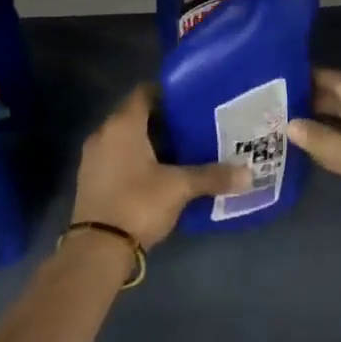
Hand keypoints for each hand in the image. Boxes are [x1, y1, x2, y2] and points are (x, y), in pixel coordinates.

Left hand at [70, 84, 250, 249]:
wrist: (97, 249)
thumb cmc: (138, 203)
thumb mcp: (180, 188)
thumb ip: (213, 176)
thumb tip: (248, 174)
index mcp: (122, 125)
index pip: (144, 93)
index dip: (167, 93)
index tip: (192, 100)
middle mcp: (103, 134)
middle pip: (135, 116)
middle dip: (164, 121)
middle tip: (195, 127)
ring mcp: (94, 158)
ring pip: (127, 140)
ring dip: (151, 143)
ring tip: (183, 151)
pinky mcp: (92, 181)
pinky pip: (119, 159)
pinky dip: (139, 161)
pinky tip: (162, 174)